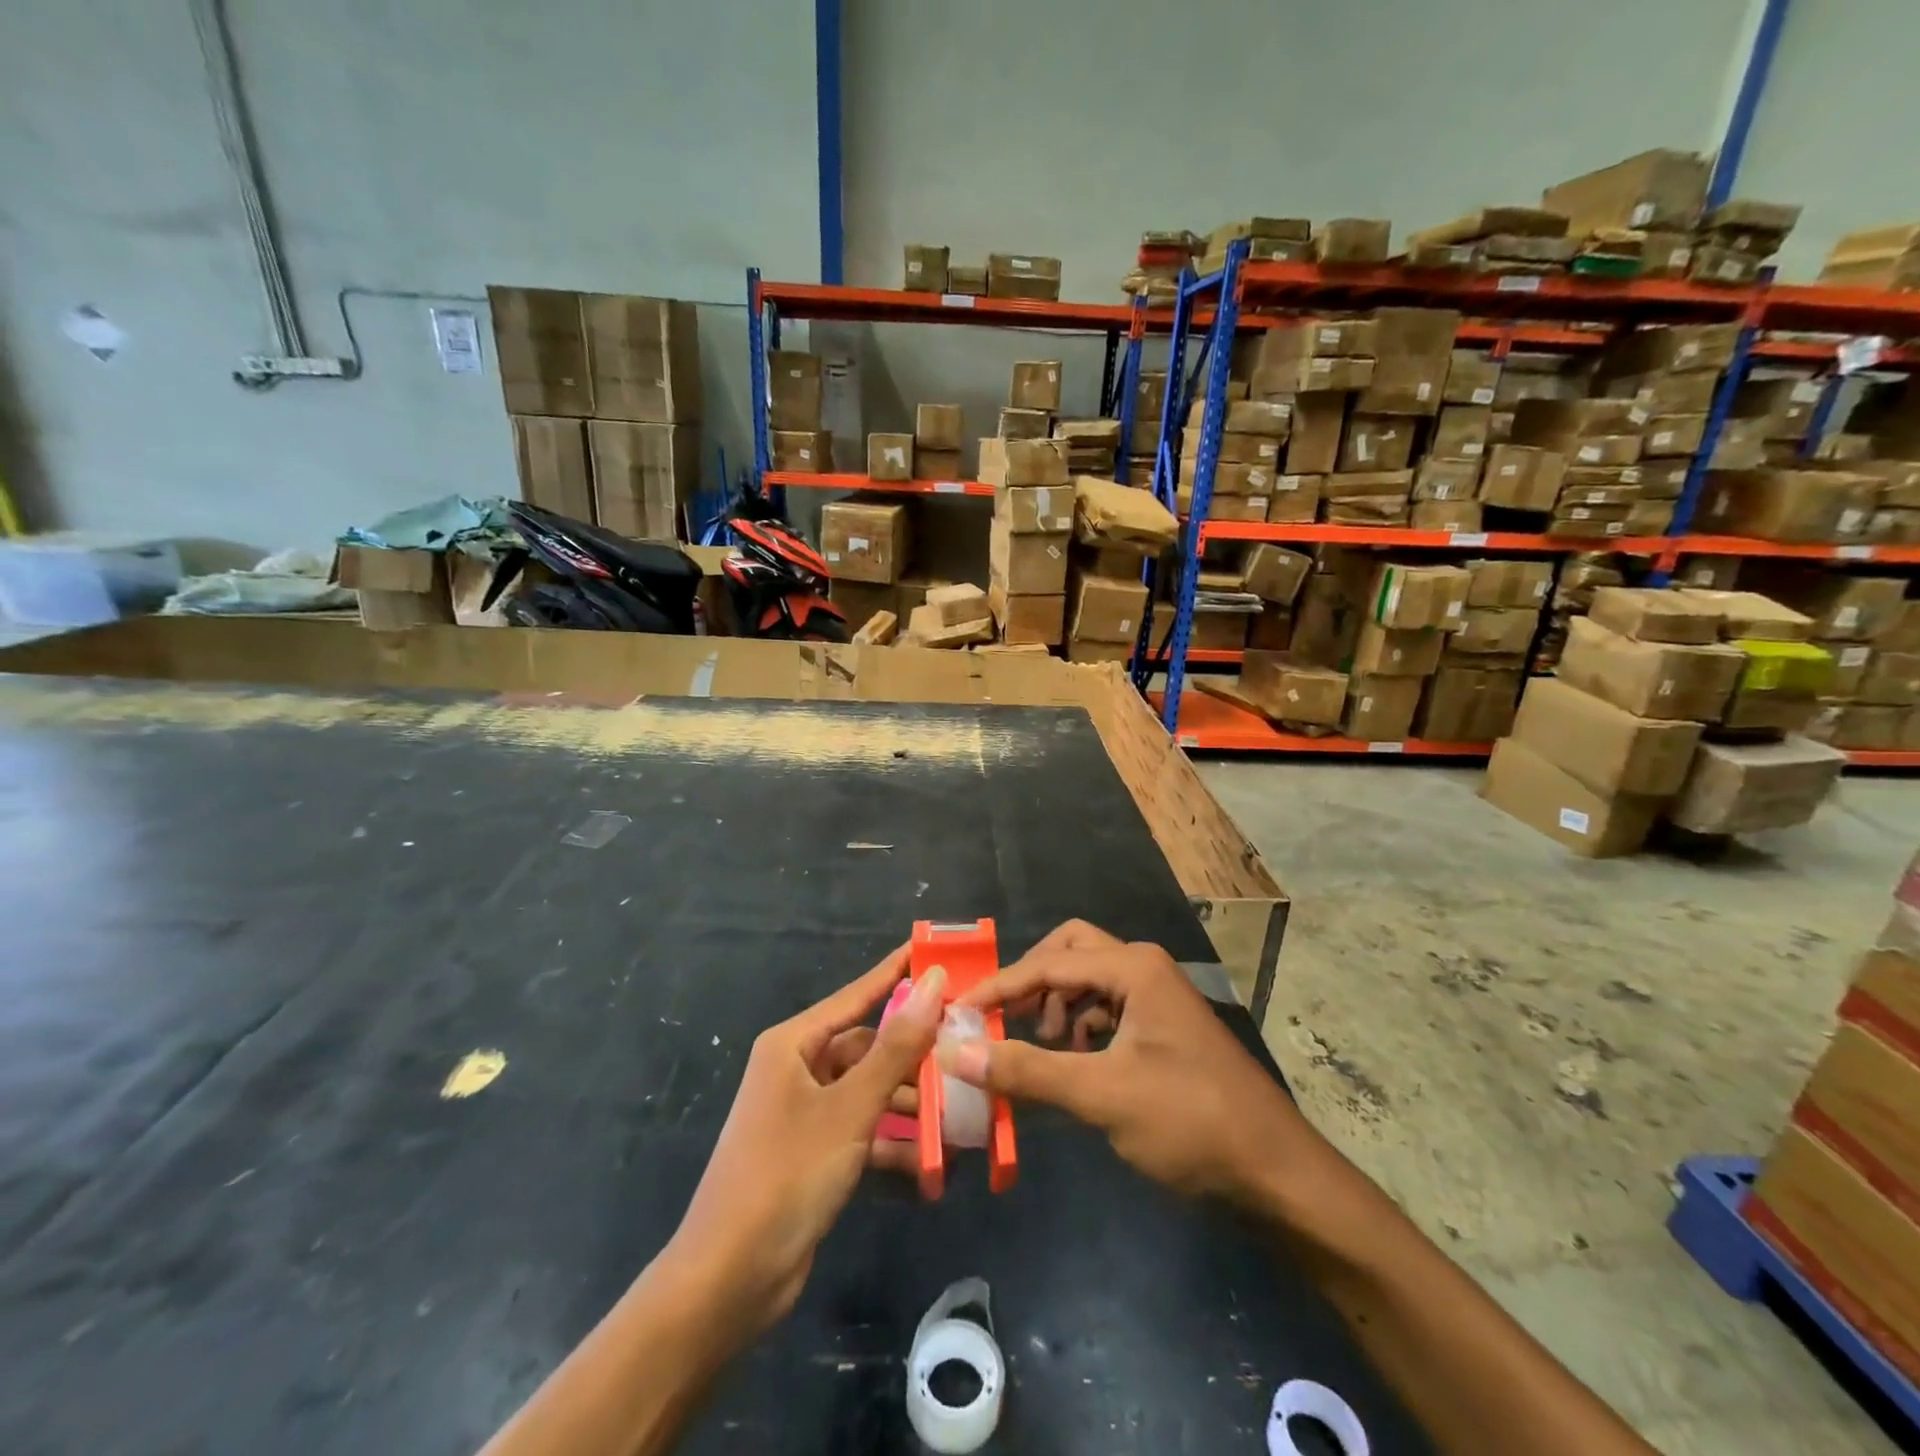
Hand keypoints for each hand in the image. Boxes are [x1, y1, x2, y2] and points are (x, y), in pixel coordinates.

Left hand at [665, 948, 943, 1339]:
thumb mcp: (849, 1108)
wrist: (728, 1282)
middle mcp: (799, 1070)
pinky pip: (865, 1130)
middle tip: (969, 1049)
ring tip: (963, 1109)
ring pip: (872, 1091)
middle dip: (916, 1055)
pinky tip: (936, 1159)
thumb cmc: (787, 1175)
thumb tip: (933, 981)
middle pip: (869, 1047)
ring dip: (913, 1104)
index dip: (898, 972)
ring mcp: (806, 1114)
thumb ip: (896, 1046)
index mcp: (794, 1044)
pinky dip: (895, 1142)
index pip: (857, 994)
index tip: (937, 951)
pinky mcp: (816, 1153)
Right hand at [944, 921, 1324, 1204]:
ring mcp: (1157, 996)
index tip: (957, 1012)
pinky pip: (1107, 1006)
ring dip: (1057, 1004)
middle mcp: (1144, 967)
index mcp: (1132, 968)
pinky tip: (1075, 1061)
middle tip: (1005, 1019)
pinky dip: (1081, 1024)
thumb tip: (955, 1053)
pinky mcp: (1163, 1025)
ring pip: (1089, 979)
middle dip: (1033, 980)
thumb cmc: (1190, 1122)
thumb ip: (1027, 1070)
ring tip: (1042, 1048)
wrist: (1276, 1172)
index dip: (999, 987)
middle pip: (1070, 951)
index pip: (1047, 963)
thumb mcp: (1102, 1095)